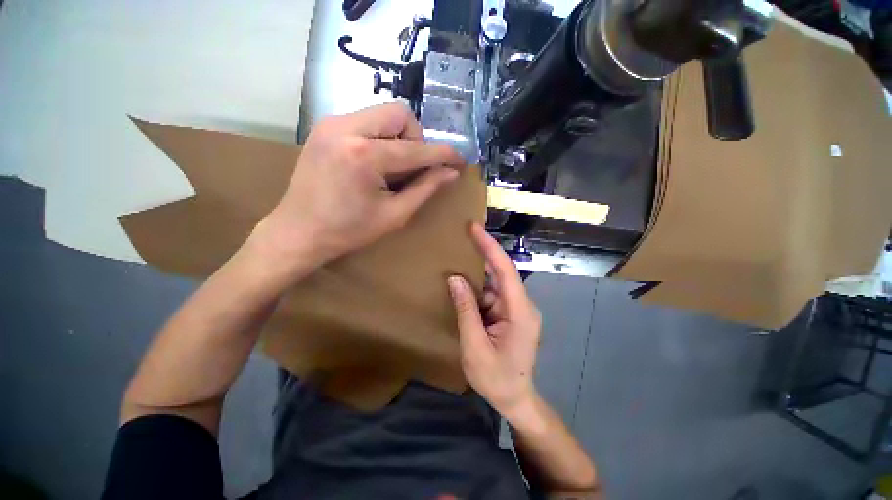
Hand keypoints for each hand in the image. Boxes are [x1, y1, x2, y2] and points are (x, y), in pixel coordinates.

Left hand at [255, 103, 463, 275]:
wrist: (298, 232)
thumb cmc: (349, 231)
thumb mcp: (394, 215)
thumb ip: (425, 189)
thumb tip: (451, 173)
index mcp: (364, 155)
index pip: (416, 148)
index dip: (443, 154)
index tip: (459, 160)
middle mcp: (346, 127)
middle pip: (400, 114)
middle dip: (416, 140)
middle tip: (414, 168)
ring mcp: (332, 123)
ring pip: (383, 114)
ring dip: (399, 138)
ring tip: (394, 167)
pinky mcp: (325, 127)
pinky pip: (366, 121)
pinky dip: (381, 138)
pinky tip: (376, 163)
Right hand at [447, 222, 542, 417]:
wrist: (515, 399)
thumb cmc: (496, 378)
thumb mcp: (474, 347)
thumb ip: (466, 310)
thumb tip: (455, 279)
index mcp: (520, 312)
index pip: (505, 271)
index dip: (490, 247)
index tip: (475, 228)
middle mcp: (522, 305)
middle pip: (501, 273)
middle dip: (483, 253)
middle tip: (464, 234)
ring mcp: (517, 310)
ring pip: (495, 283)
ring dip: (477, 273)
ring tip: (459, 256)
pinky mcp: (510, 314)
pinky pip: (492, 294)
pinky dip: (478, 289)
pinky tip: (463, 284)